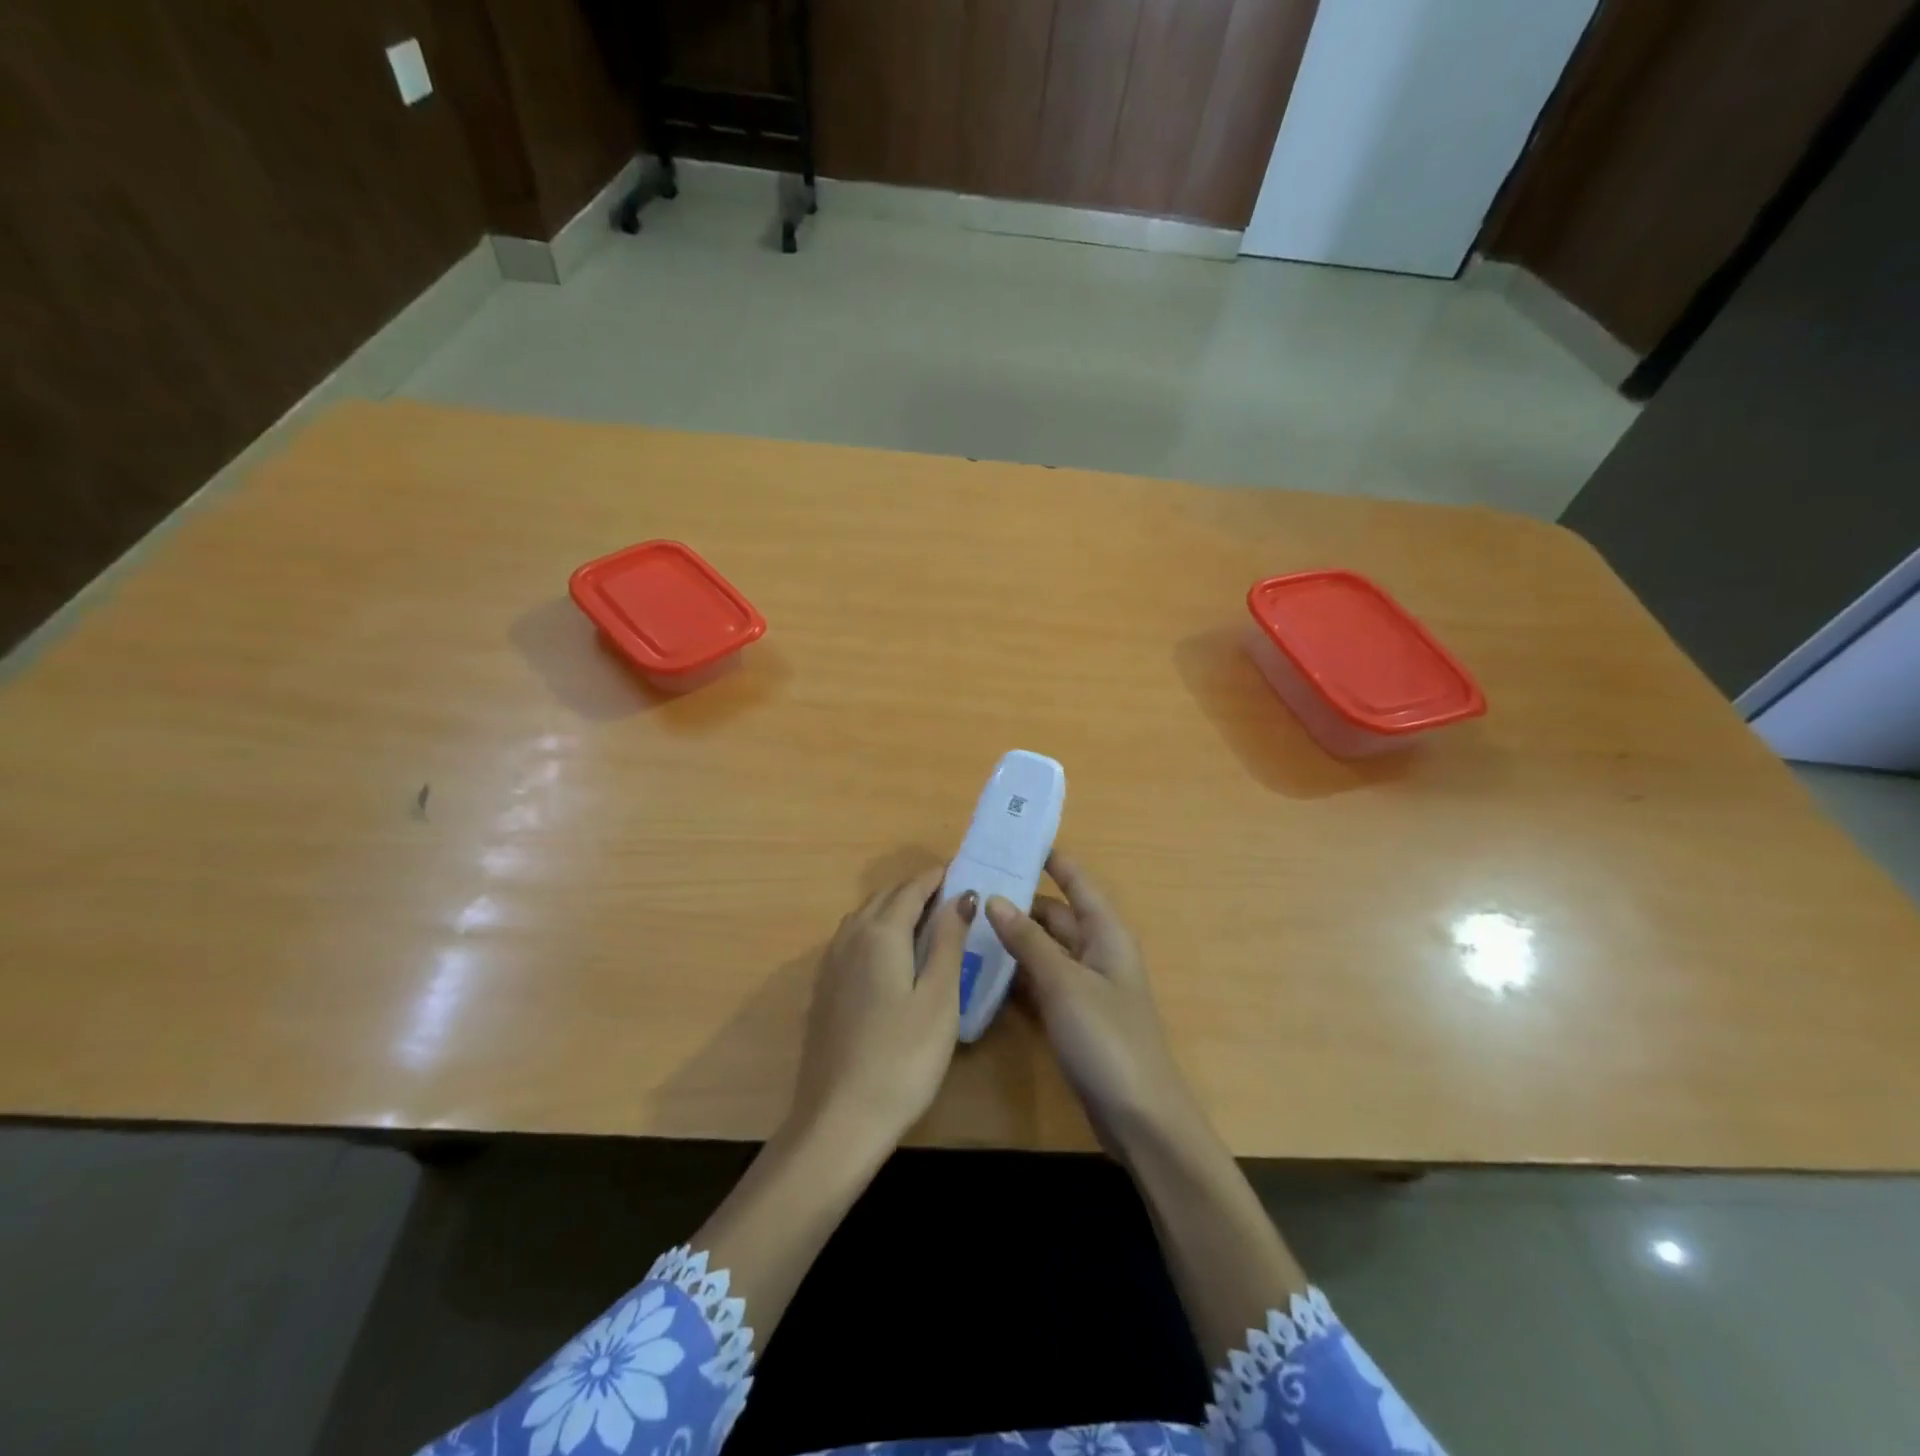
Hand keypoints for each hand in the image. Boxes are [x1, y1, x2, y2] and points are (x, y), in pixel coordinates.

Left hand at [790, 866, 975, 1148]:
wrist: (839, 1119)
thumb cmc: (903, 1058)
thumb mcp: (939, 998)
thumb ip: (948, 940)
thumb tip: (961, 895)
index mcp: (880, 933)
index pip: (912, 888)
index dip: (938, 877)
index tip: (964, 871)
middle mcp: (849, 937)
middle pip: (885, 897)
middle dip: (917, 890)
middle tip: (953, 896)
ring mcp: (831, 964)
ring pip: (865, 917)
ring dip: (894, 909)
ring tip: (927, 921)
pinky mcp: (824, 989)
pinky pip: (853, 940)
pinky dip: (876, 931)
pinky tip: (891, 956)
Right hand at [985, 852, 1196, 1151]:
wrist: (1140, 1119)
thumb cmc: (1107, 1039)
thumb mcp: (1064, 984)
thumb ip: (1028, 941)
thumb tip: (994, 899)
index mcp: (1106, 934)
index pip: (1077, 882)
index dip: (1052, 859)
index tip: (1014, 840)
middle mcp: (1097, 952)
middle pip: (1056, 915)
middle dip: (1019, 900)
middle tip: (972, 887)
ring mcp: (1086, 987)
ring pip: (1045, 949)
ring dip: (1014, 938)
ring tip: (967, 922)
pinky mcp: (1074, 1017)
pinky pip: (1042, 982)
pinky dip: (1017, 973)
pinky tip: (983, 971)